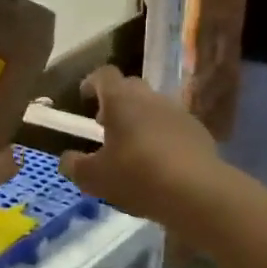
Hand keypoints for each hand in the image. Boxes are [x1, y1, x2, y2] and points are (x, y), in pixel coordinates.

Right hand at [60, 66, 222, 224]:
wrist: (198, 192)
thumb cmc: (137, 176)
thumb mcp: (93, 178)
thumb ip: (74, 165)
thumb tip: (67, 159)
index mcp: (121, 100)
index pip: (104, 75)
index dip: (92, 83)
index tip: (84, 98)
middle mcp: (150, 98)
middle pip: (130, 88)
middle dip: (116, 102)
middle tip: (105, 126)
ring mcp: (178, 113)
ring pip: (153, 107)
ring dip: (140, 120)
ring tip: (132, 149)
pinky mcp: (199, 133)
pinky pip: (173, 127)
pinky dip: (162, 137)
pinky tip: (159, 163)